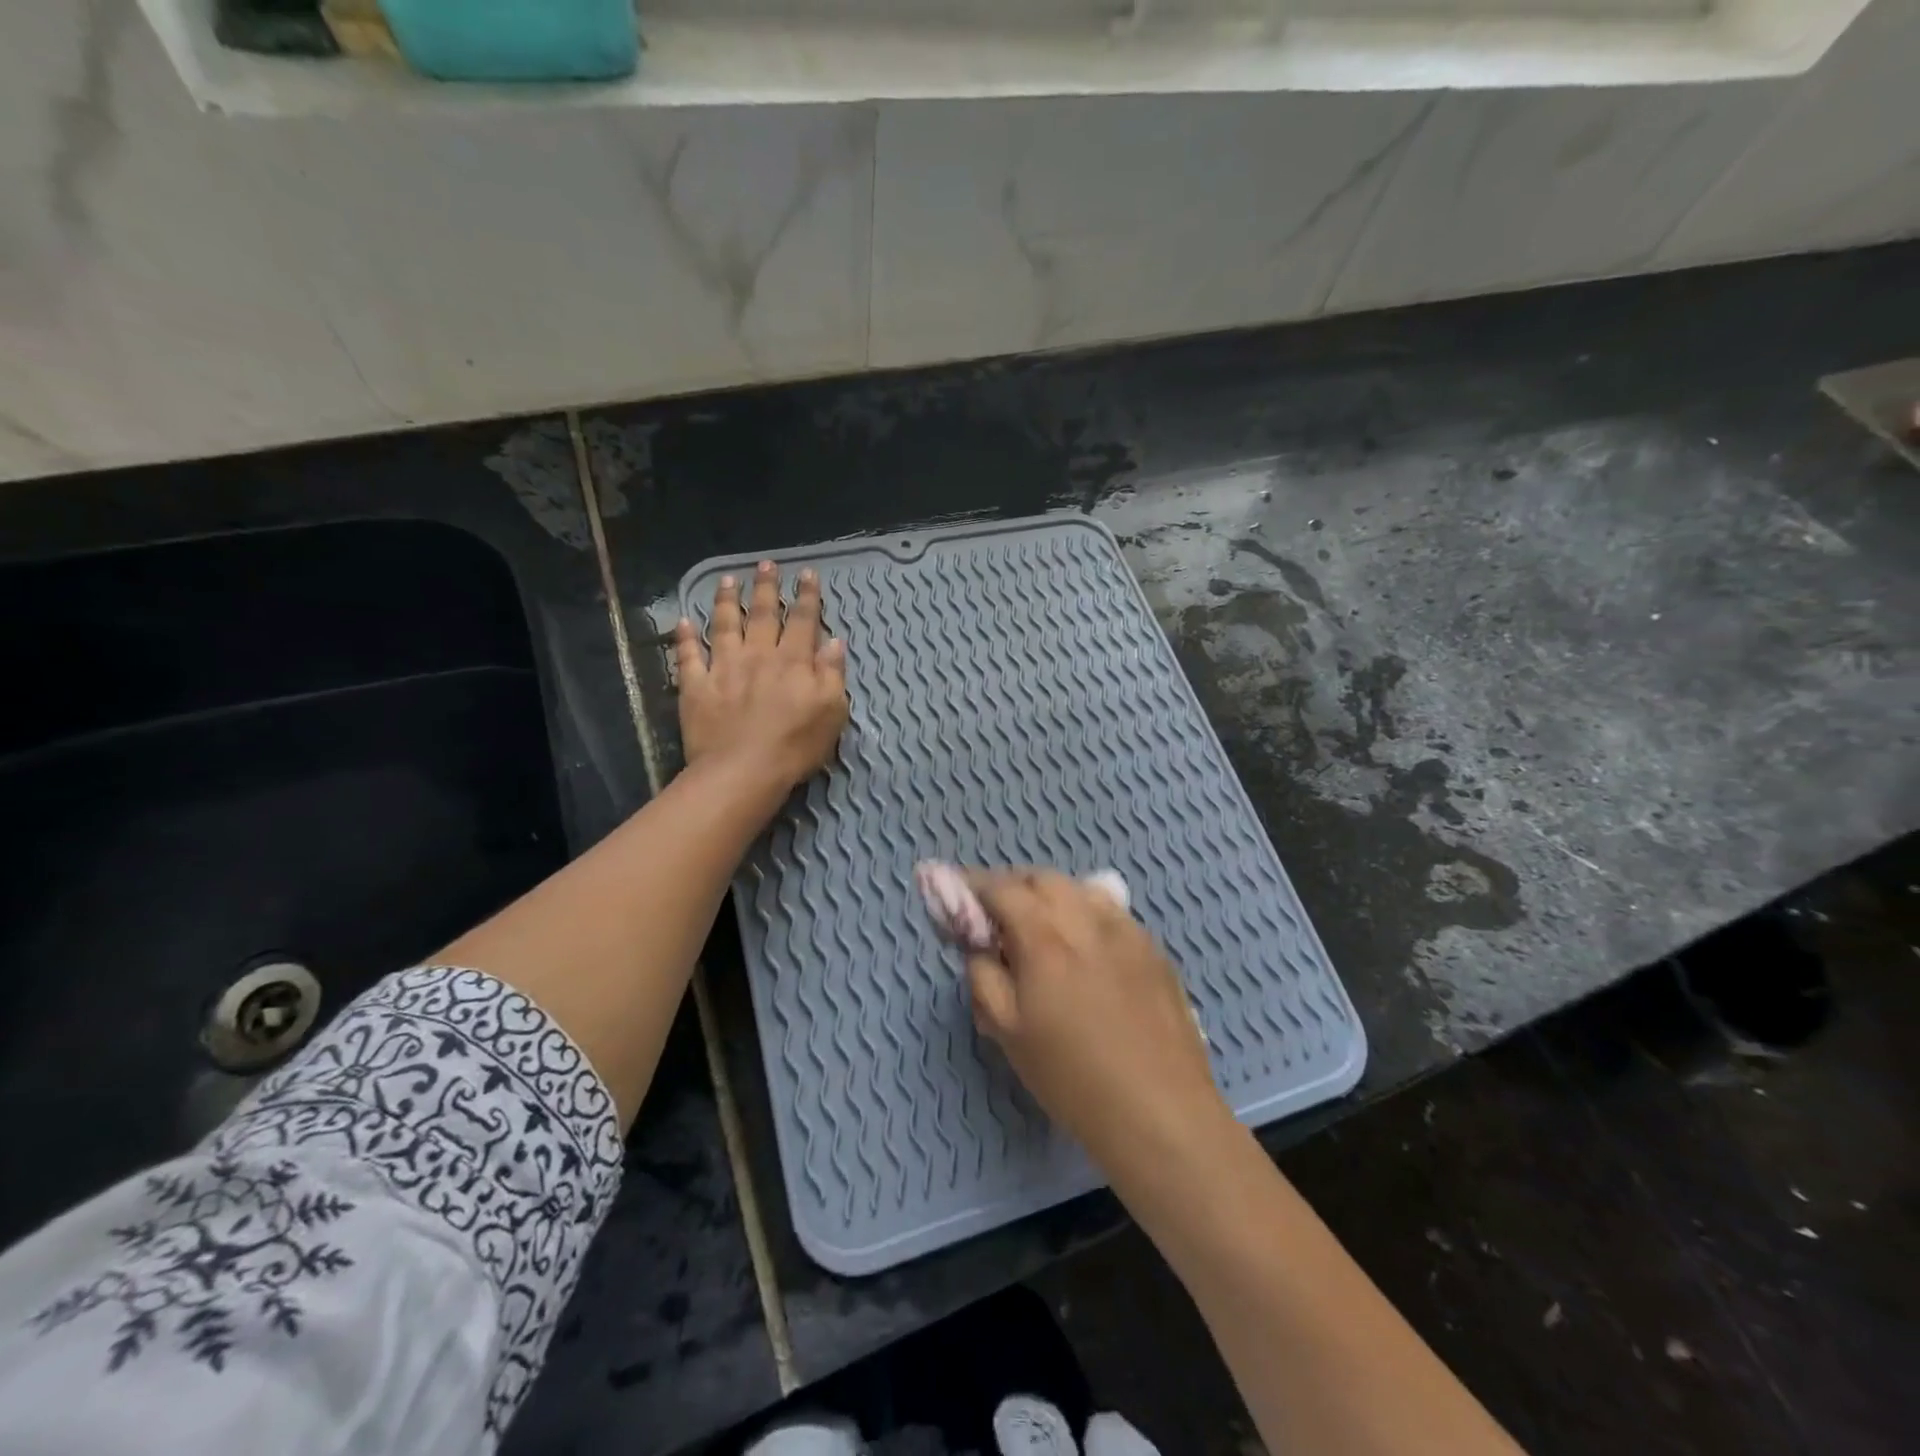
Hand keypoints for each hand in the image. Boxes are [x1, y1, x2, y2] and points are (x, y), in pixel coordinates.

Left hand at [675, 560, 848, 792]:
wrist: (743, 770)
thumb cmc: (796, 745)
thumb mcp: (832, 711)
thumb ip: (832, 673)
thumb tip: (833, 641)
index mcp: (793, 661)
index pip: (803, 620)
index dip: (807, 596)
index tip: (807, 574)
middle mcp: (758, 655)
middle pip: (762, 614)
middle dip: (766, 587)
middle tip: (765, 564)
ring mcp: (723, 668)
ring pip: (724, 625)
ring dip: (727, 600)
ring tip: (727, 580)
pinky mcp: (696, 687)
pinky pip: (688, 657)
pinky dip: (684, 638)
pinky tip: (682, 622)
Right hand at [964, 869, 1230, 1172]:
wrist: (1160, 1112)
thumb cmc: (1072, 1078)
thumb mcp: (1007, 1031)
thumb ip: (983, 975)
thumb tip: (980, 945)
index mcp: (1044, 936)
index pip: (1000, 888)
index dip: (972, 885)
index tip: (956, 893)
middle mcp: (1086, 918)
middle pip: (1042, 879)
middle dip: (1013, 888)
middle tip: (997, 918)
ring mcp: (1126, 929)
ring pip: (1079, 890)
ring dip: (1051, 897)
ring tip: (1042, 930)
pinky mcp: (1153, 948)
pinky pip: (1110, 913)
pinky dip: (1085, 915)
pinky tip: (1085, 950)